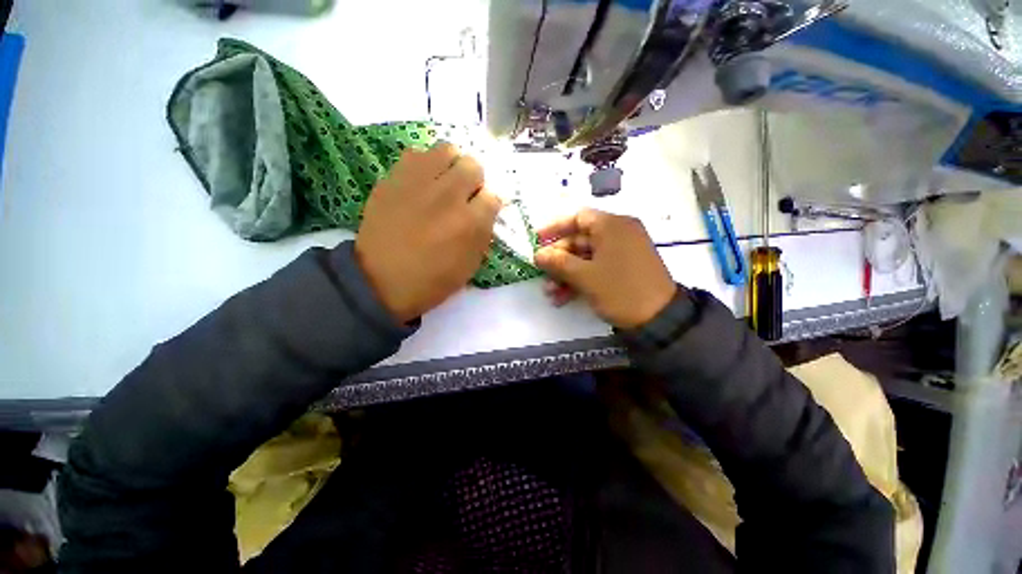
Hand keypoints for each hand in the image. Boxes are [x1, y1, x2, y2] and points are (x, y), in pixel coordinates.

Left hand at [355, 143, 501, 322]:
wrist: (380, 281)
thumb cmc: (431, 280)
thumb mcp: (469, 266)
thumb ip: (483, 234)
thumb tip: (486, 209)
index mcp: (470, 224)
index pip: (494, 196)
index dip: (489, 204)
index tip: (481, 211)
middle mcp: (448, 197)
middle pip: (473, 165)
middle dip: (474, 181)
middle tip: (464, 195)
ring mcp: (419, 183)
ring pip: (447, 150)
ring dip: (452, 165)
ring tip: (445, 181)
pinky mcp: (394, 178)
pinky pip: (416, 154)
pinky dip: (424, 164)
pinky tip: (421, 182)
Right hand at [534, 208, 676, 328]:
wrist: (660, 320)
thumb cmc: (620, 290)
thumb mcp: (584, 276)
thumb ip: (558, 262)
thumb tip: (537, 255)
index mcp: (612, 226)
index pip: (578, 217)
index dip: (554, 228)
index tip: (537, 241)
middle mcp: (619, 233)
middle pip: (579, 240)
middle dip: (558, 260)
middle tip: (541, 275)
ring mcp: (623, 252)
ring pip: (586, 257)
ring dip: (566, 274)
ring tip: (551, 293)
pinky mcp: (624, 269)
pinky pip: (596, 267)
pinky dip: (580, 280)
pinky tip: (564, 297)